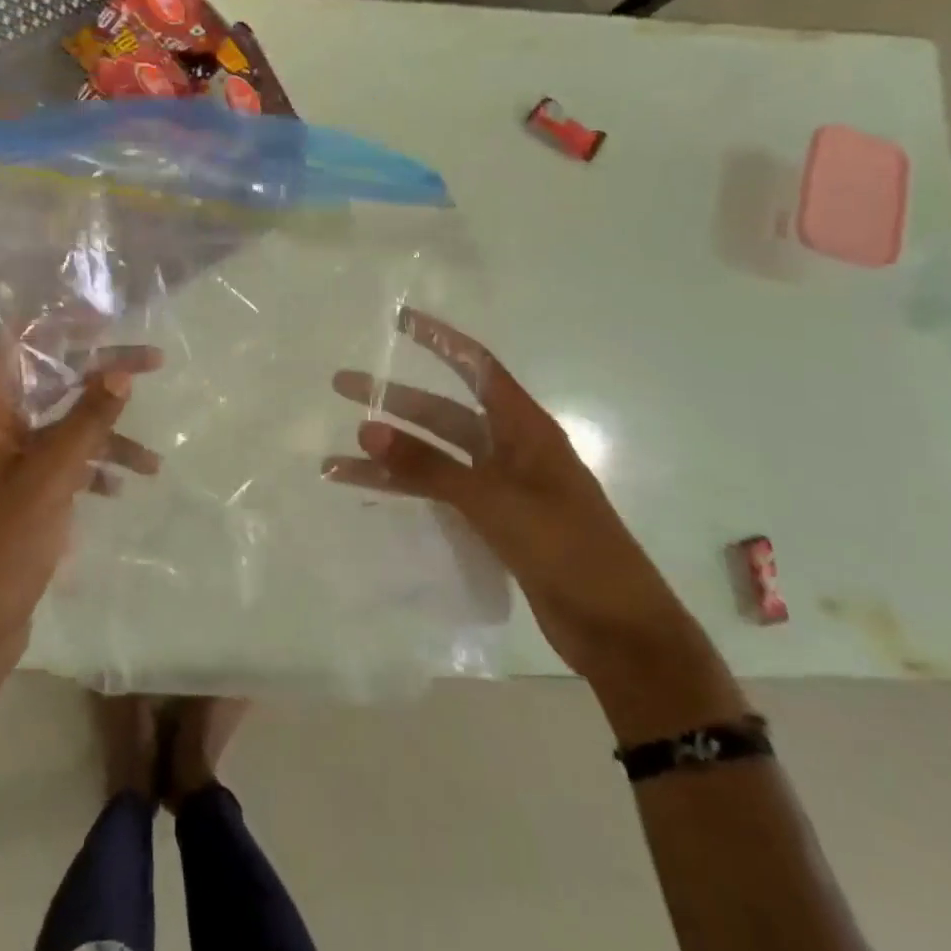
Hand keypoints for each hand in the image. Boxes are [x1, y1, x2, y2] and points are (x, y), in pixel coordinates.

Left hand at [0, 348, 162, 667]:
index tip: (104, 320)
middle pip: (49, 383)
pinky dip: (93, 468)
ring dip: (105, 435)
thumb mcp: (50, 478)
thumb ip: (86, 423)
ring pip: (62, 426)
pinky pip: (62, 462)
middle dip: (100, 377)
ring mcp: (6, 463)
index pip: (14, 346)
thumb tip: (120, 372)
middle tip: (152, 365)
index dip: (55, 325)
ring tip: (154, 460)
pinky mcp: (22, 492)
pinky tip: (124, 486)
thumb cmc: (2, 545)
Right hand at [324, 308, 696, 682]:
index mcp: (525, 429)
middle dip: (392, 399)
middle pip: (441, 412)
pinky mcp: (491, 523)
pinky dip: (404, 491)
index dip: (439, 340)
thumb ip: (429, 466)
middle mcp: (509, 449)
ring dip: (387, 455)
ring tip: (331, 458)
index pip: (476, 367)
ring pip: (432, 458)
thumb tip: (366, 428)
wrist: (619, 630)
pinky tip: (368, 492)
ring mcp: (499, 488)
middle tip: (341, 385)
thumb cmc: (569, 550)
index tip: (399, 320)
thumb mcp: (496, 502)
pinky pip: (437, 494)